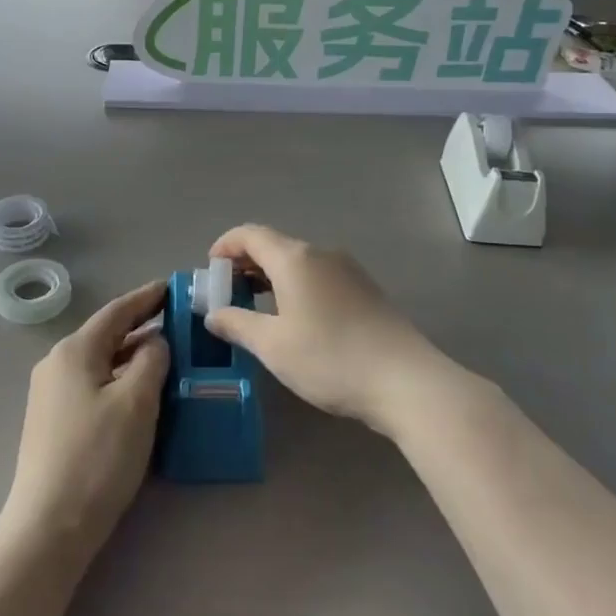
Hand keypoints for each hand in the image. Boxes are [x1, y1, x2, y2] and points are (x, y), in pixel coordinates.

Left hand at [0, 282, 167, 556]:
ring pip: (101, 361)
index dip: (147, 297)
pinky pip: (93, 384)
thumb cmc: (98, 456)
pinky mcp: (54, 421)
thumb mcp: (137, 401)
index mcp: (74, 350)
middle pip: (106, 334)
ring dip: (133, 355)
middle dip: (142, 326)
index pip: (117, 311)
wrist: (49, 526)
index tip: (175, 286)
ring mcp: (51, 394)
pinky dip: (120, 378)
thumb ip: (151, 360)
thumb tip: (155, 342)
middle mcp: (56, 364)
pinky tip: (141, 392)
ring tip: (169, 355)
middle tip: (180, 322)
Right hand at [203, 224, 460, 438]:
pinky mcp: (365, 289)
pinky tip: (295, 318)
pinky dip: (295, 286)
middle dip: (246, 263)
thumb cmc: (330, 359)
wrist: (406, 380)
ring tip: (256, 307)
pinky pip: (319, 276)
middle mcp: (322, 254)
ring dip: (271, 276)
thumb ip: (237, 324)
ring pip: (298, 262)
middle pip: (275, 245)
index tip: (209, 270)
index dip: (225, 246)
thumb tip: (213, 314)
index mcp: (295, 258)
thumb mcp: (273, 346)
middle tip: (227, 293)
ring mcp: (348, 270)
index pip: (250, 234)